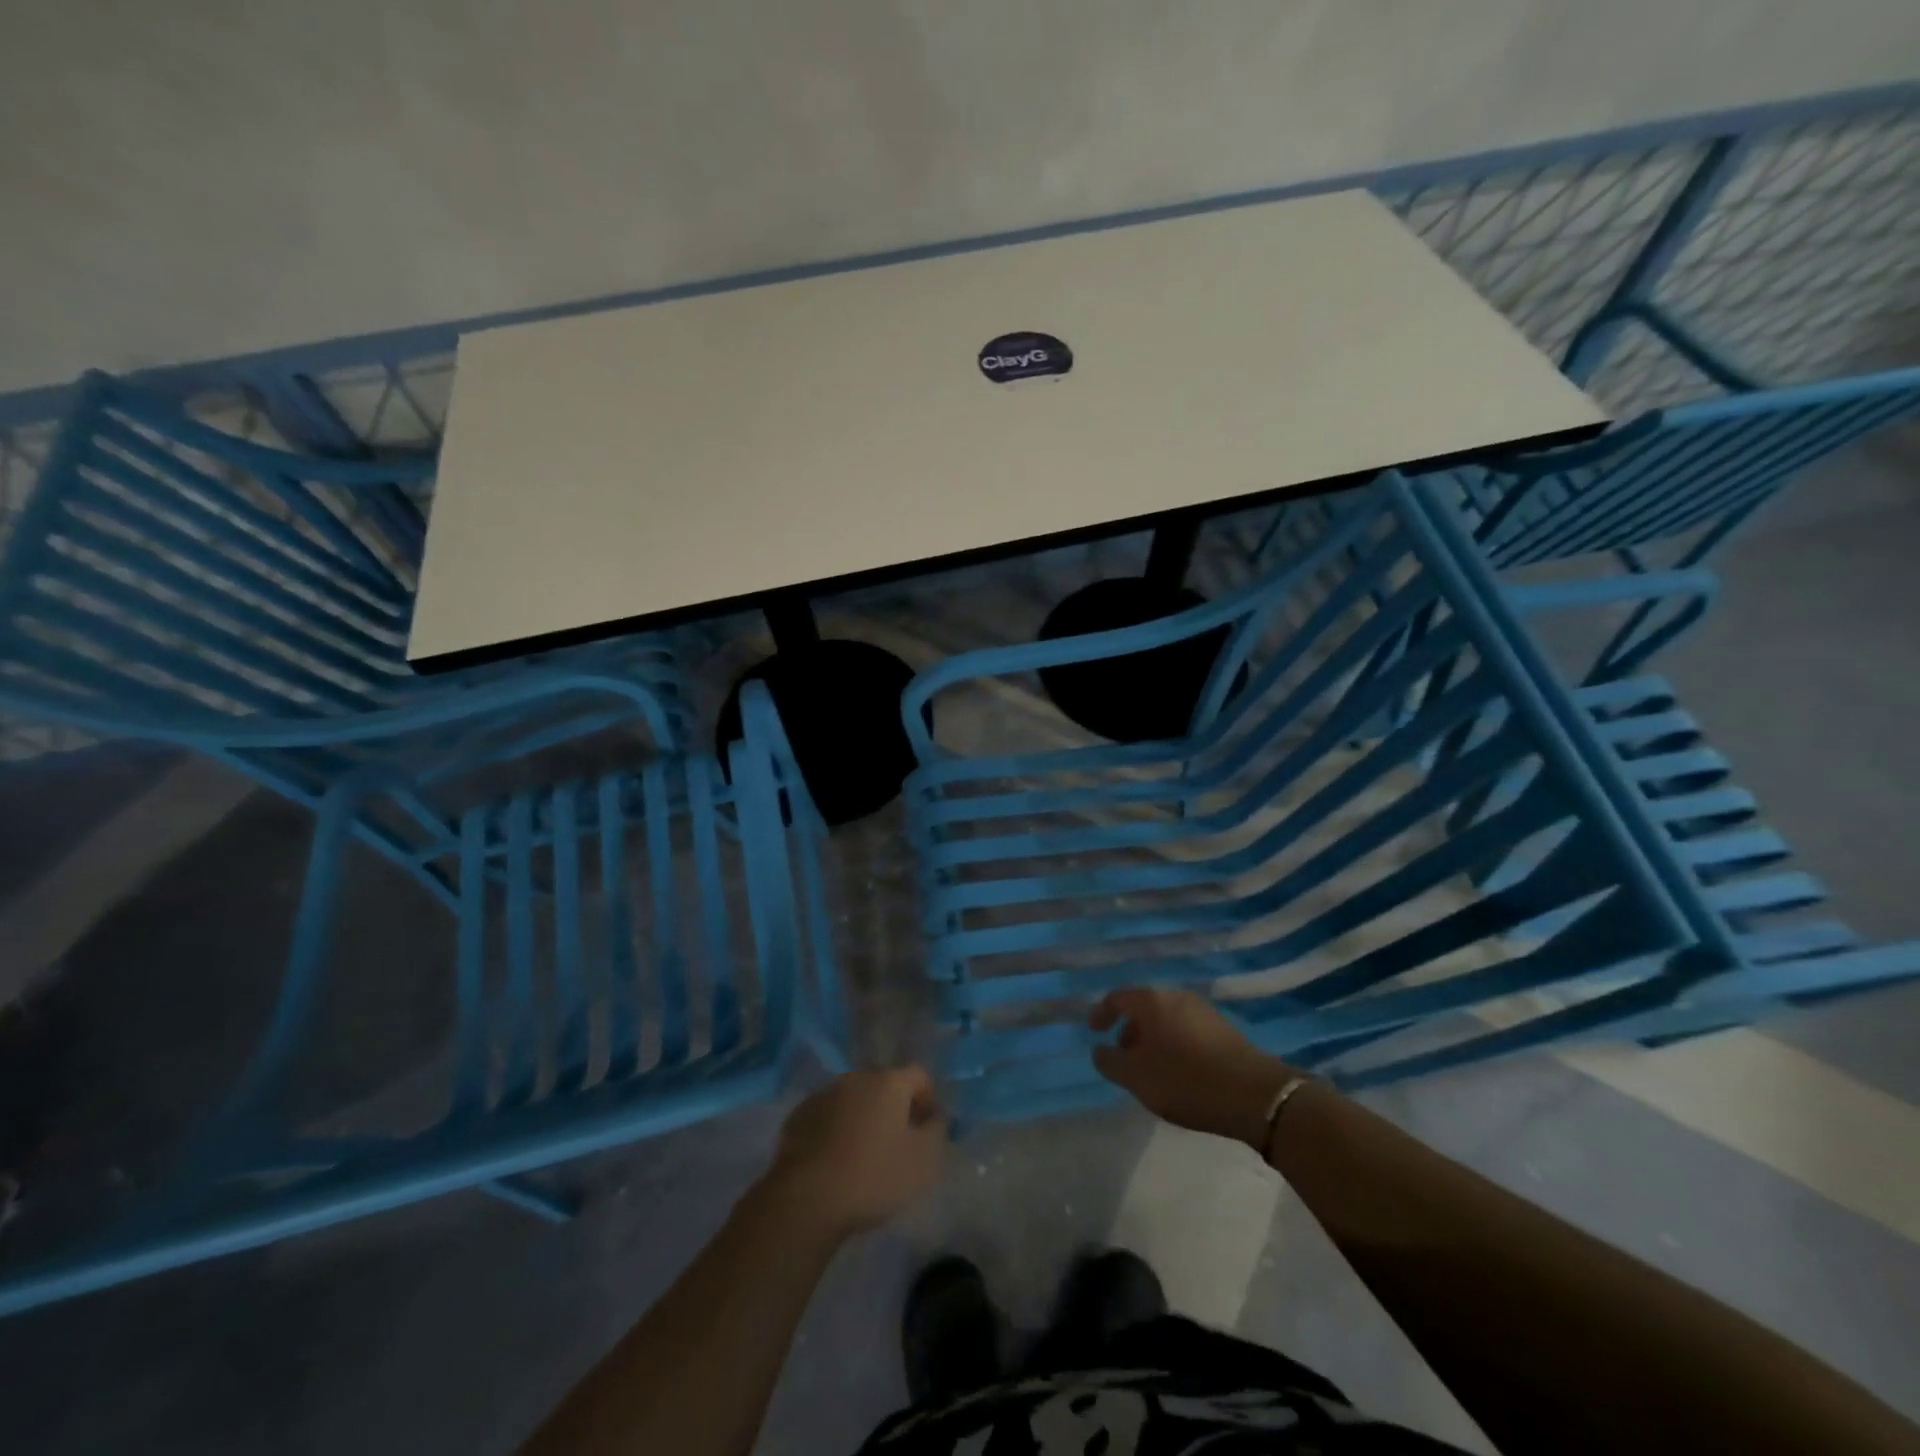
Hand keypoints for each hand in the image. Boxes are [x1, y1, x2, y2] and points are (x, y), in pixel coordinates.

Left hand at [762, 1067, 946, 1240]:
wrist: (806, 1199)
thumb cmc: (873, 1177)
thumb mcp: (924, 1161)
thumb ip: (937, 1130)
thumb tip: (933, 1116)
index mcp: (889, 1082)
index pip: (919, 1075)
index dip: (928, 1100)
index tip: (927, 1130)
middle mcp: (856, 1078)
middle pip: (884, 1085)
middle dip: (894, 1108)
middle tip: (897, 1144)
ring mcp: (824, 1094)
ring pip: (854, 1100)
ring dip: (863, 1118)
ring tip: (863, 1155)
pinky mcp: (799, 1115)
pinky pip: (828, 1115)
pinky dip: (836, 1130)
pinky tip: (834, 1161)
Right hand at [1091, 987, 1298, 1149]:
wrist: (1253, 1095)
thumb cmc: (1185, 1080)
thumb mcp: (1136, 1077)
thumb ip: (1110, 1061)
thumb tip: (1100, 1050)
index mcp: (1152, 1001)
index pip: (1118, 997)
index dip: (1101, 1013)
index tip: (1094, 1032)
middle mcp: (1177, 997)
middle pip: (1144, 1007)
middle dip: (1129, 1030)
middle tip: (1123, 1056)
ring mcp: (1204, 1011)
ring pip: (1167, 1019)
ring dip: (1153, 1039)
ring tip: (1151, 1069)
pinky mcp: (1224, 1030)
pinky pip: (1187, 1030)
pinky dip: (1174, 1044)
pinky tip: (1180, 1072)